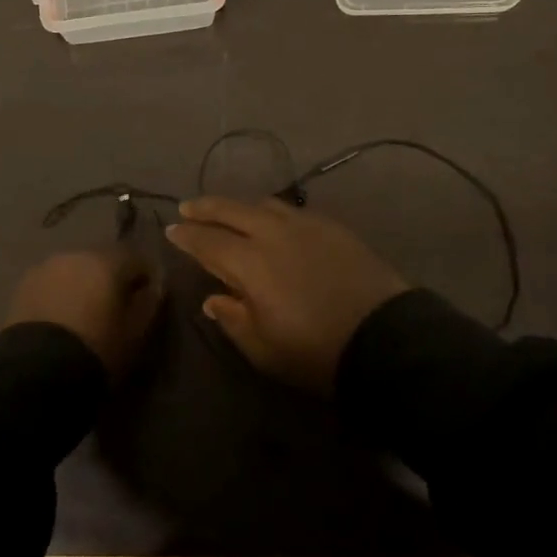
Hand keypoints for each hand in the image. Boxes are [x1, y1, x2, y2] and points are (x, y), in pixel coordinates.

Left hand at [5, 247, 159, 379]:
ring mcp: (46, 267)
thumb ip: (149, 303)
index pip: (137, 258)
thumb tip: (153, 286)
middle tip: (114, 307)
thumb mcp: (135, 333)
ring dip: (84, 284)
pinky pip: (52, 282)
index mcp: (107, 261)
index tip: (147, 298)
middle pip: (103, 260)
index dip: (145, 277)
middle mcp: (77, 254)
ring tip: (84, 314)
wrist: (36, 372)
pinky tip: (61, 318)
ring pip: (75, 269)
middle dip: (111, 278)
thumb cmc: (96, 350)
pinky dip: (60, 293)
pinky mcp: (24, 284)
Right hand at [164, 196, 407, 394]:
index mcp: (249, 262)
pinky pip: (292, 210)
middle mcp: (272, 233)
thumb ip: (233, 318)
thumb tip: (214, 298)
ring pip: (262, 204)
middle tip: (188, 207)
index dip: (187, 234)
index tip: (172, 229)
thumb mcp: (264, 348)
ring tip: (228, 211)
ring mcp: (305, 225)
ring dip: (239, 206)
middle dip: (206, 207)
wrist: (384, 338)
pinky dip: (272, 211)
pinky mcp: (331, 227)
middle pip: (231, 210)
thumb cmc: (315, 351)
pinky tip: (273, 220)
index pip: (207, 240)